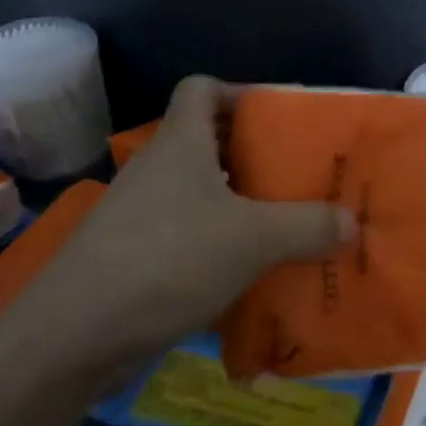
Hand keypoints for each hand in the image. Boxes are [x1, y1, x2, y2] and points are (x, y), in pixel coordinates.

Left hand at [0, 76, 354, 387]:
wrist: (73, 337)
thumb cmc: (168, 260)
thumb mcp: (253, 239)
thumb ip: (308, 226)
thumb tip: (352, 222)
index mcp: (181, 144)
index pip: (202, 88)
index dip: (239, 92)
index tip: (279, 120)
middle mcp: (158, 170)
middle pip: (208, 142)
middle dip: (254, 156)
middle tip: (299, 177)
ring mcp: (141, 215)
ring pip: (200, 193)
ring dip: (240, 205)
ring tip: (287, 226)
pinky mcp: (134, 256)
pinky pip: (188, 236)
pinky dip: (220, 245)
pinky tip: (250, 273)